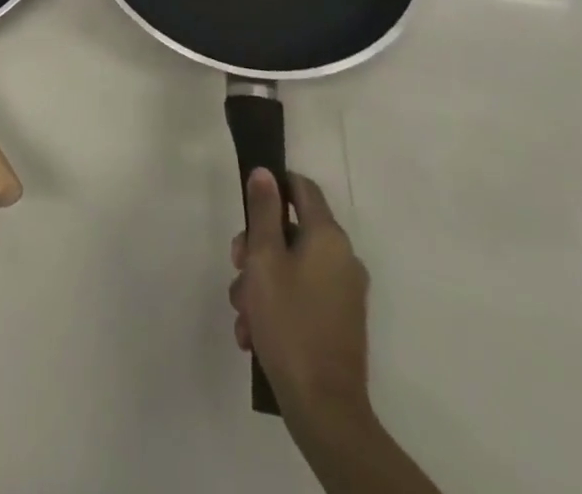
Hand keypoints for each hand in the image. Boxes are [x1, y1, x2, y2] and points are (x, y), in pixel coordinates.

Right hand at [229, 169, 371, 427]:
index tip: (247, 205)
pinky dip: (278, 305)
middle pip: (292, 231)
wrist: (324, 409)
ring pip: (292, 267)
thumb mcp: (264, 260)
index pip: (302, 188)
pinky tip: (254, 333)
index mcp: (328, 237)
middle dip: (257, 247)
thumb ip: (263, 212)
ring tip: (242, 314)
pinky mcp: (340, 322)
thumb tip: (265, 173)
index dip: (273, 186)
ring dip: (261, 282)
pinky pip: (303, 296)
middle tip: (236, 267)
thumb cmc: (289, 322)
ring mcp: (344, 293)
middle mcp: (343, 258)